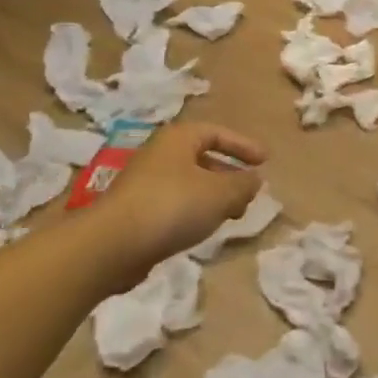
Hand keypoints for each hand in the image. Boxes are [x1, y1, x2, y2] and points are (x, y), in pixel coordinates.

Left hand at [99, 122, 267, 263]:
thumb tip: (255, 180)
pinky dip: (194, 211)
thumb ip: (243, 184)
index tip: (265, 161)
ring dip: (213, 196)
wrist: (112, 244)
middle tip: (249, 193)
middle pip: (202, 157)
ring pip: (189, 183)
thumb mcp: (220, 193)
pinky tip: (202, 229)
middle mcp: (159, 154)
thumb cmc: (172, 206)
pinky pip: (174, 203)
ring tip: (231, 215)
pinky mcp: (135, 210)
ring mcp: (144, 182)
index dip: (243, 146)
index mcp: (178, 138)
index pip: (217, 133)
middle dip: (229, 174)